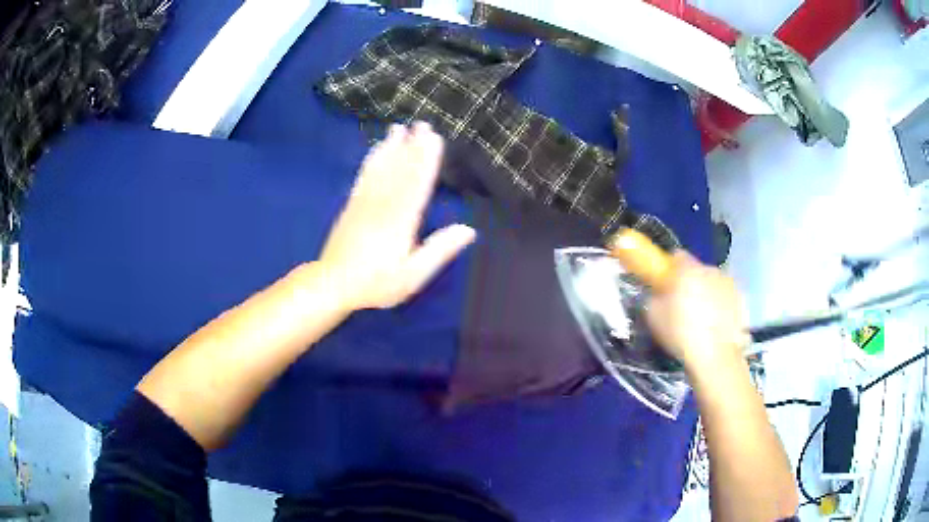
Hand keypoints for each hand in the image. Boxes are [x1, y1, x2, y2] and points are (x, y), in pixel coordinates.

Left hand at [319, 122, 476, 311]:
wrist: (333, 284)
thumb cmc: (376, 283)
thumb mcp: (413, 276)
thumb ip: (439, 251)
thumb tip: (469, 230)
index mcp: (401, 221)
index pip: (418, 184)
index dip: (427, 160)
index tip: (435, 139)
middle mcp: (383, 205)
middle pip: (400, 170)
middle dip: (412, 146)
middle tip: (422, 124)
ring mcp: (364, 202)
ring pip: (382, 169)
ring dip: (391, 147)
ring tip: (398, 128)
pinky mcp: (351, 205)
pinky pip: (364, 176)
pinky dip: (372, 160)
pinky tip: (376, 150)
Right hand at [646, 251, 749, 369]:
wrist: (715, 356)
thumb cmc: (681, 334)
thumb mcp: (653, 316)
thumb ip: (655, 297)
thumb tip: (658, 293)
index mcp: (688, 269)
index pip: (677, 256)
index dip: (670, 269)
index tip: (665, 285)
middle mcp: (711, 269)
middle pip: (697, 270)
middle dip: (690, 283)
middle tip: (682, 306)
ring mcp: (730, 284)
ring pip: (714, 283)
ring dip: (707, 294)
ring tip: (702, 320)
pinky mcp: (741, 300)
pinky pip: (726, 298)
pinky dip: (721, 307)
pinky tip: (715, 326)